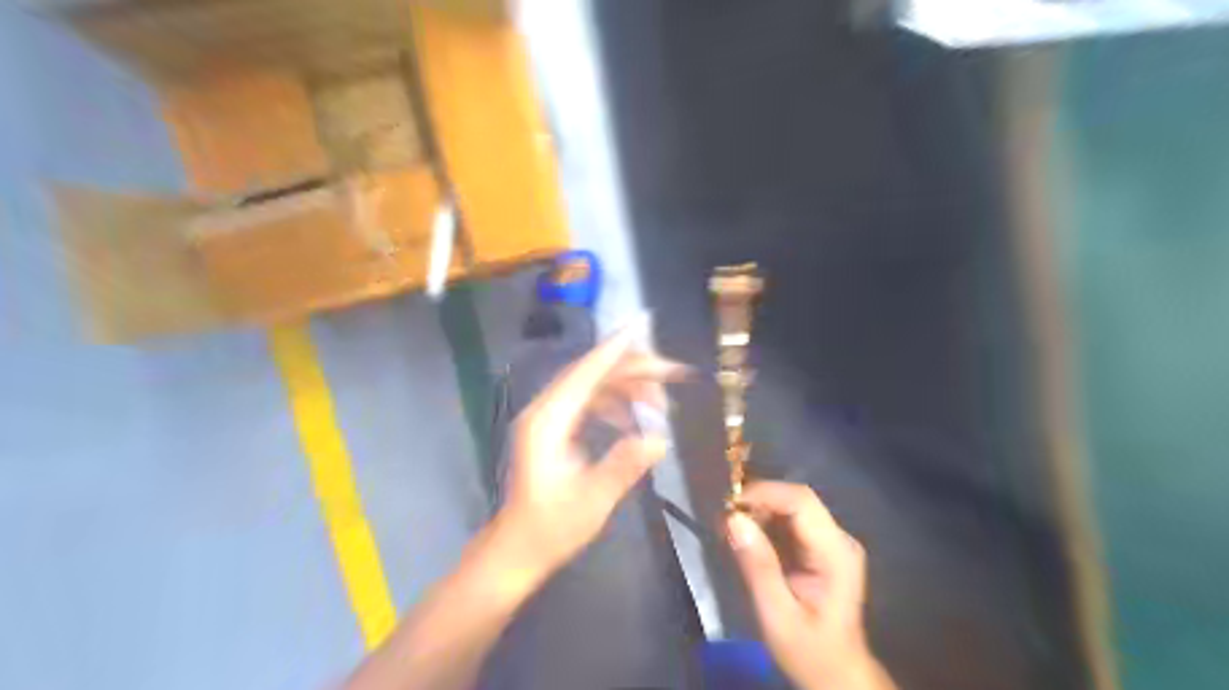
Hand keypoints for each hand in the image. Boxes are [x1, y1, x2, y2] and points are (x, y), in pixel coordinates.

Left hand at [494, 321, 687, 579]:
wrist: (516, 549)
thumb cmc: (550, 528)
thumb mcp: (592, 501)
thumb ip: (624, 466)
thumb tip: (660, 437)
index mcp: (548, 421)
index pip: (585, 373)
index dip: (615, 349)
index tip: (643, 326)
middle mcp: (546, 411)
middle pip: (592, 374)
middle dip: (634, 370)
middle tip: (674, 374)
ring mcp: (548, 418)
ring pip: (593, 386)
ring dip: (627, 389)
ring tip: (661, 405)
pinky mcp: (554, 429)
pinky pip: (588, 403)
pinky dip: (615, 405)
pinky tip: (633, 421)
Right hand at [723, 481, 898, 689]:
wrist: (838, 677)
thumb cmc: (809, 652)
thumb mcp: (777, 615)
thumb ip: (758, 566)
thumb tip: (733, 519)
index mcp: (836, 553)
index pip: (801, 502)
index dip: (764, 493)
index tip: (729, 506)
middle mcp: (838, 538)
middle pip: (796, 499)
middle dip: (757, 501)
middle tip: (724, 519)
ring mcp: (831, 541)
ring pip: (791, 506)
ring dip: (758, 510)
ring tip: (730, 527)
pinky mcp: (820, 547)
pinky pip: (789, 521)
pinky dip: (764, 522)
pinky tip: (746, 536)